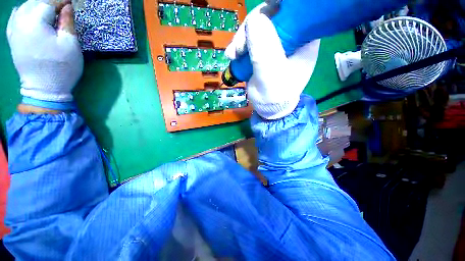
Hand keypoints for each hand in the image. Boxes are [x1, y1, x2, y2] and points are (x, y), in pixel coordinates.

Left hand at [7, 0, 82, 109]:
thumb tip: (67, 6)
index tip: (72, 2)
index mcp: (35, 22)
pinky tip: (27, 11)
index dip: (63, 1)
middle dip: (50, 2)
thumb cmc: (61, 67)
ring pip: (25, 7)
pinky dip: (23, 11)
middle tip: (62, 6)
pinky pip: (15, 16)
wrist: (44, 89)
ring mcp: (14, 30)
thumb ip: (67, 22)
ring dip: (38, 5)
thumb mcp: (70, 45)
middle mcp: (20, 21)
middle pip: (36, 2)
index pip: (50, 1)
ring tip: (49, 9)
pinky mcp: (12, 37)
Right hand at [226, 3, 319, 119]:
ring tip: (233, 55)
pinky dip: (239, 45)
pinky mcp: (264, 50)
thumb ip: (264, 51)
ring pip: (257, 26)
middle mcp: (292, 36)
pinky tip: (233, 56)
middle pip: (270, 15)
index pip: (292, 9)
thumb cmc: (275, 96)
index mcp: (304, 38)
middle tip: (238, 48)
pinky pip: (250, 38)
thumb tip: (254, 20)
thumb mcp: (270, 75)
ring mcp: (276, 42)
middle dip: (250, 28)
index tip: (256, 20)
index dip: (272, 9)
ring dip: (241, 39)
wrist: (269, 108)